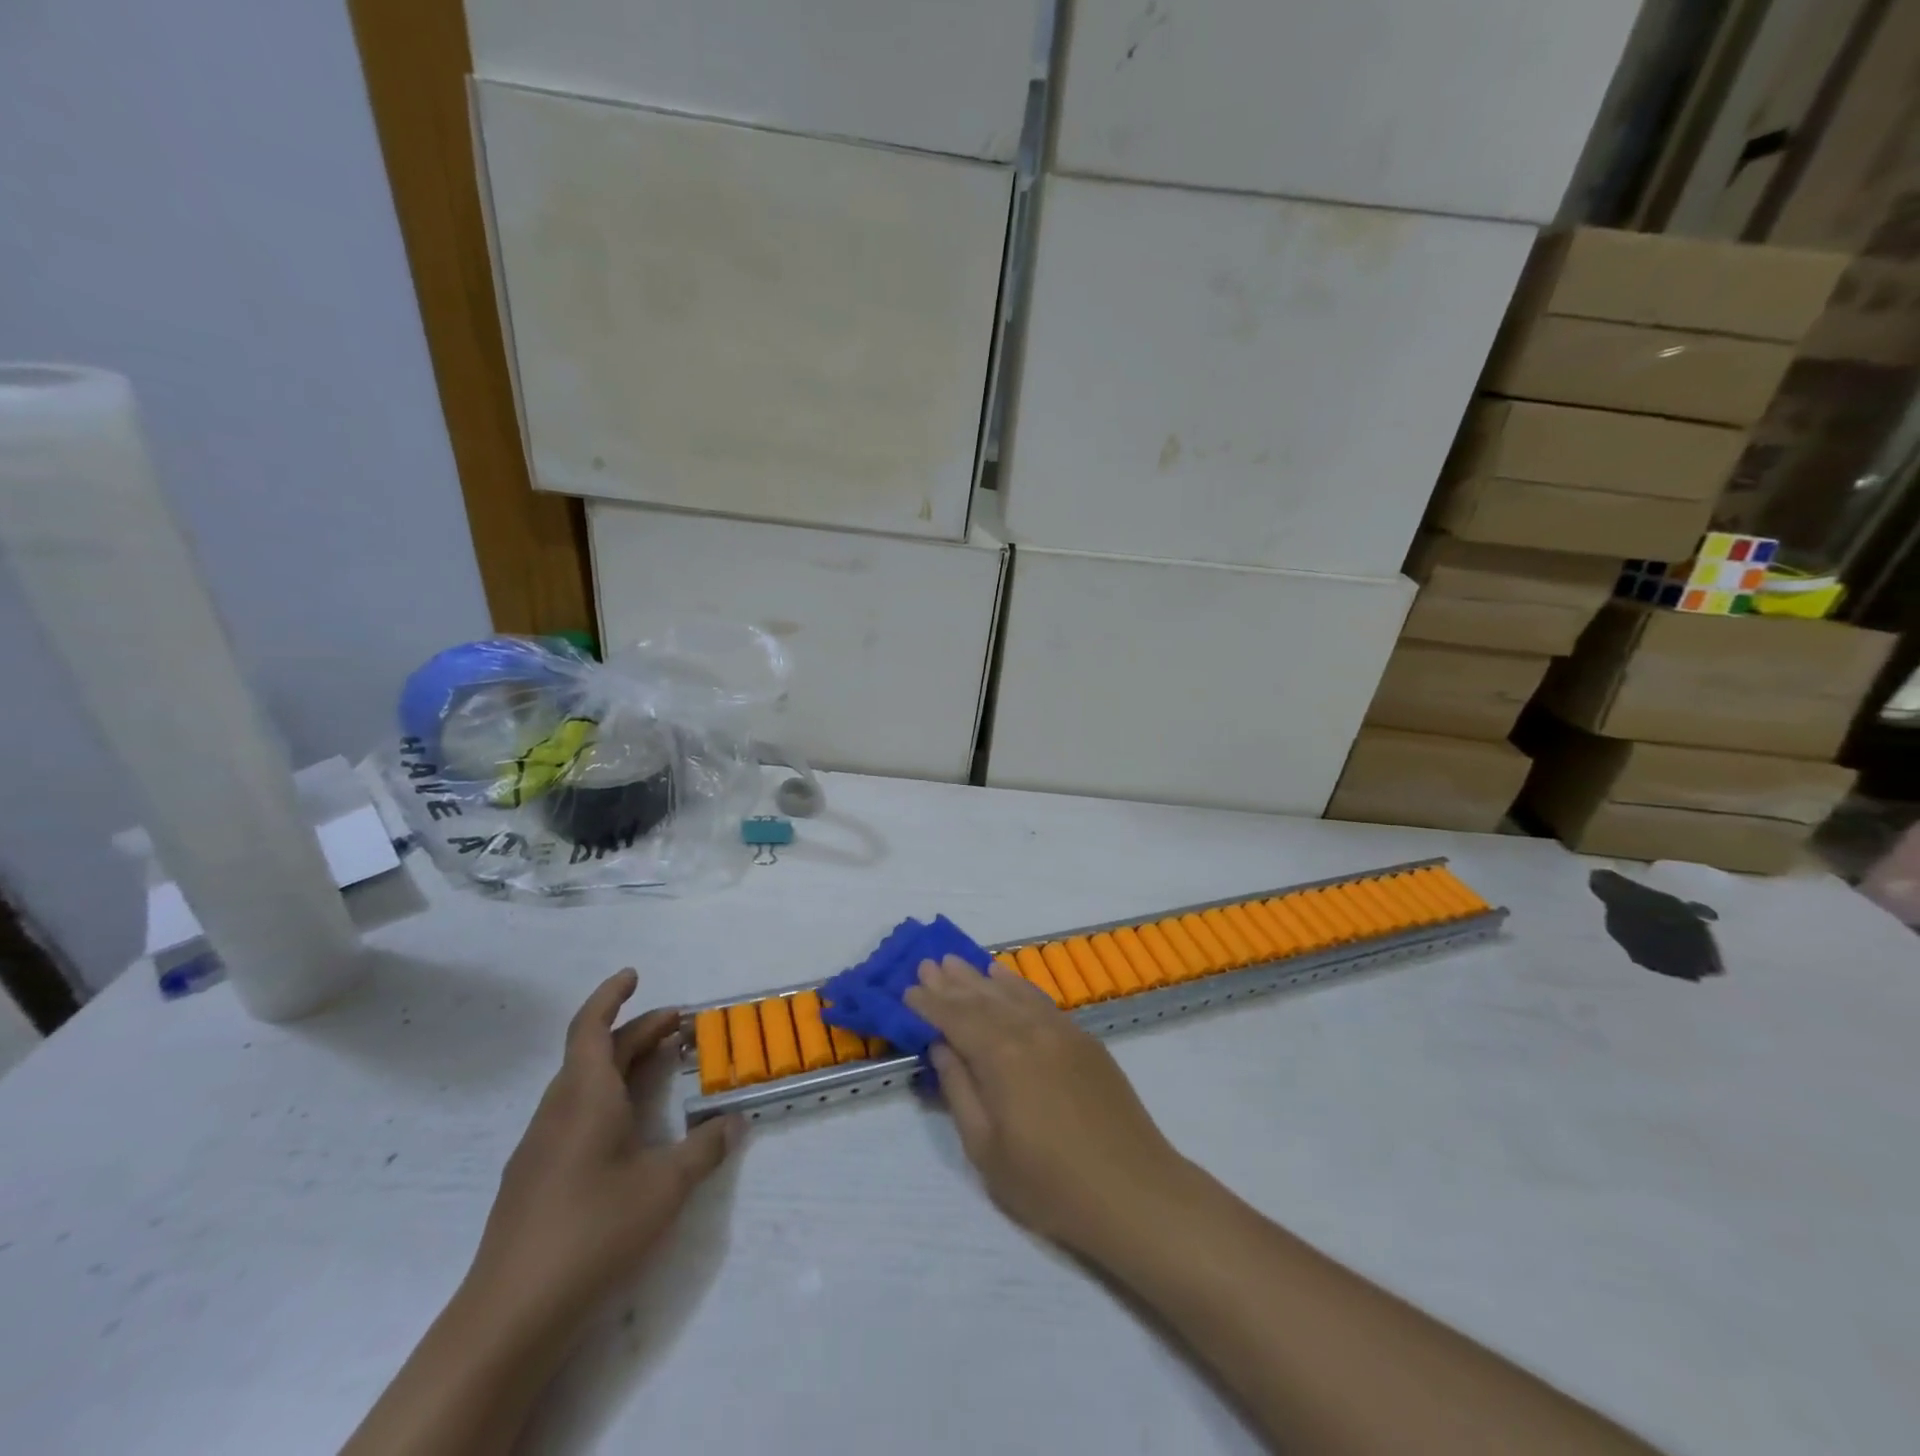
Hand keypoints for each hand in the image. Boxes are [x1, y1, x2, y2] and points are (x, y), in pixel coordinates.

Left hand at [463, 970, 739, 1335]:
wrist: (509, 1317)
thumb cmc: (592, 1232)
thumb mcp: (666, 1187)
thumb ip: (705, 1148)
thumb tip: (735, 1121)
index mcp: (585, 1097)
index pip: (592, 1028)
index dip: (611, 996)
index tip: (634, 975)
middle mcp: (558, 1110)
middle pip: (594, 1052)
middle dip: (636, 1032)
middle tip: (679, 1026)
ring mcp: (540, 1146)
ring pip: (582, 1083)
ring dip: (620, 1064)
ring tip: (659, 1067)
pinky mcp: (535, 1178)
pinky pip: (574, 1113)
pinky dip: (606, 1097)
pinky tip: (628, 1128)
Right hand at [904, 957, 1187, 1254]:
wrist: (1133, 1191)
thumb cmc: (1050, 1184)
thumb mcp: (987, 1149)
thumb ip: (960, 1090)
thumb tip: (941, 1046)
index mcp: (1001, 1057)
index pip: (956, 1019)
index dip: (930, 1004)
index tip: (907, 989)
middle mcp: (1030, 1031)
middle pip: (983, 999)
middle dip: (952, 982)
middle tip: (928, 962)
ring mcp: (1061, 1031)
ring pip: (1012, 993)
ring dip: (981, 977)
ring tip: (958, 962)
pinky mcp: (1084, 1040)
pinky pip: (1041, 1000)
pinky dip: (1018, 986)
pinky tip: (1006, 979)